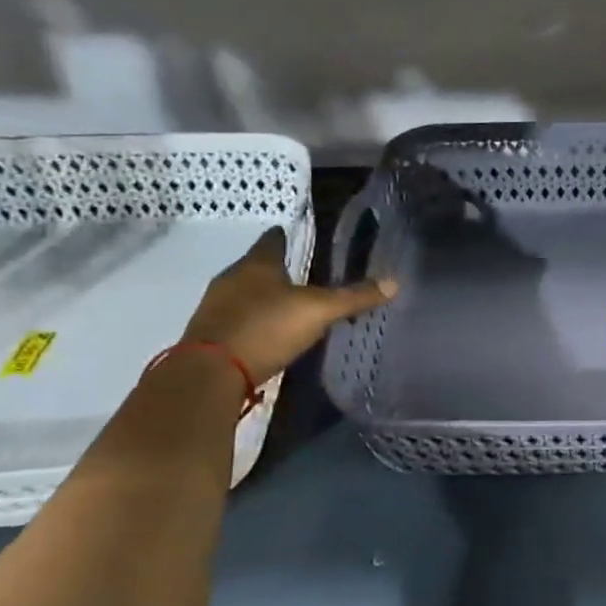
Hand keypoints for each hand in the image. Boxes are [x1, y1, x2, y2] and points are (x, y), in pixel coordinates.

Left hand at [181, 227, 394, 380]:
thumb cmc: (266, 328)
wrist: (210, 372)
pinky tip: (266, 330)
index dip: (283, 236)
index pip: (271, 241)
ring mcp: (216, 307)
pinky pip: (236, 318)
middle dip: (274, 268)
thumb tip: (394, 282)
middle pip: (255, 266)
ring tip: (285, 302)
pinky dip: (252, 319)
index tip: (291, 234)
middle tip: (297, 271)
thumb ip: (353, 297)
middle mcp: (232, 279)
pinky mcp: (210, 334)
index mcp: (257, 265)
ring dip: (261, 295)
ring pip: (243, 292)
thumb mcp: (318, 311)